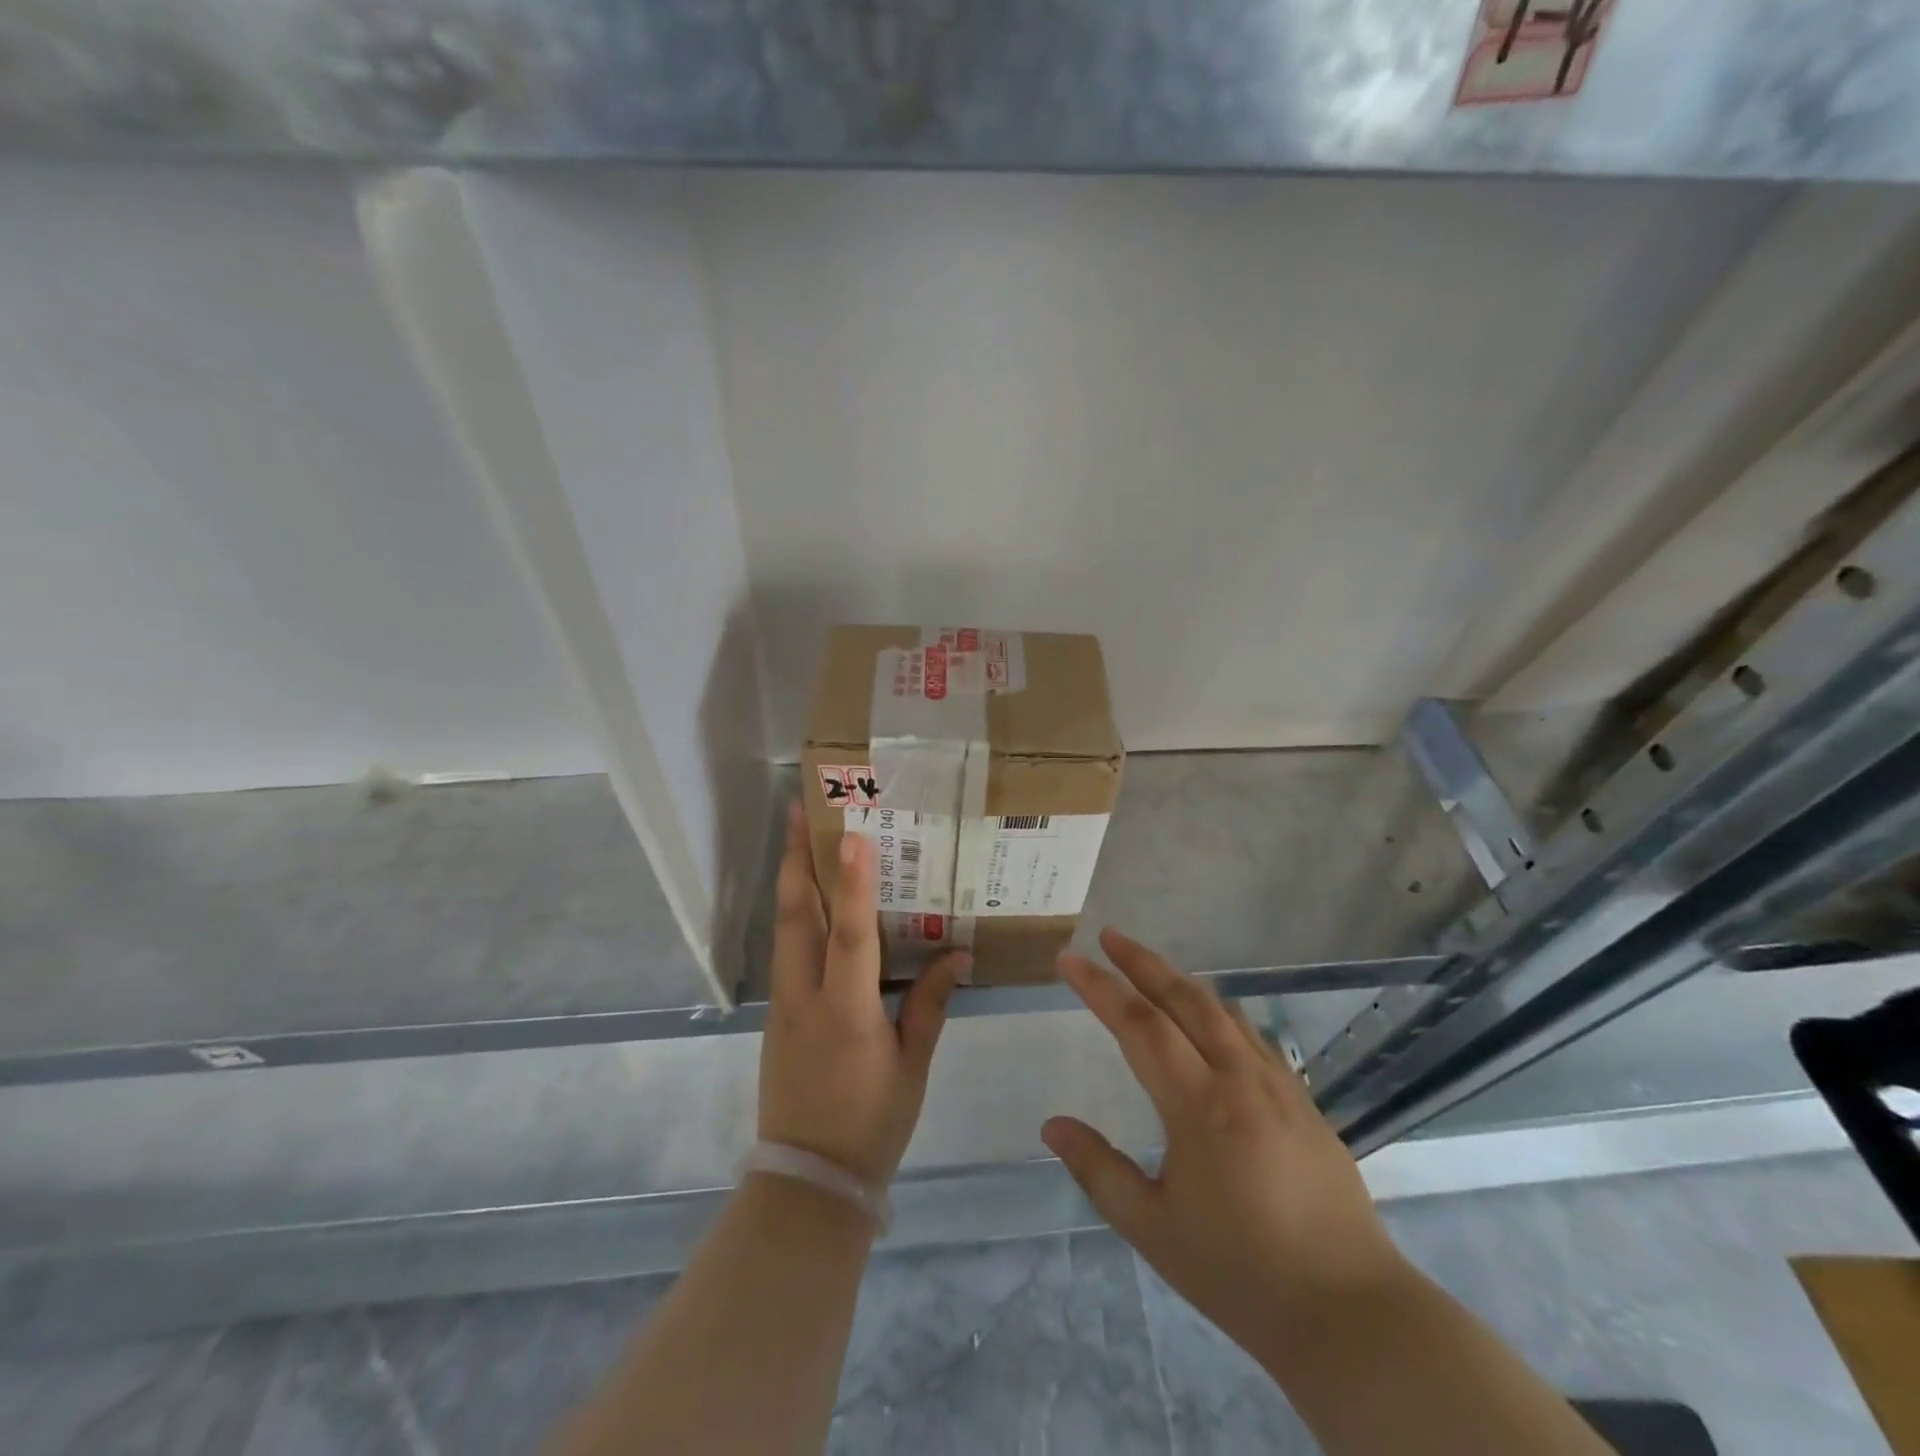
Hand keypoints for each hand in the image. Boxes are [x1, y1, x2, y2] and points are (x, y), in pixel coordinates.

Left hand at [758, 804, 969, 1186]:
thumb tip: (957, 953)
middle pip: (797, 915)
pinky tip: (809, 900)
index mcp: (846, 1010)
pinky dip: (795, 914)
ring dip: (792, 879)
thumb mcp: (912, 1065)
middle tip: (801, 810)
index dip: (853, 883)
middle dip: (798, 858)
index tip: (851, 835)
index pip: (850, 934)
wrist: (807, 1181)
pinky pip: (786, 950)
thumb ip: (931, 1003)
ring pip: (784, 928)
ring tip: (800, 837)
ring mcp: (783, 1004)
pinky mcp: (776, 1014)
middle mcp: (806, 996)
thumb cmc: (870, 1123)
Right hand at [1042, 930, 1409, 1365]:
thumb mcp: (1153, 1229)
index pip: (1139, 1024)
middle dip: (1142, 961)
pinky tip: (1211, 1018)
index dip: (1100, 987)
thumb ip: (1099, 1170)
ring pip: (1222, 1011)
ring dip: (1181, 980)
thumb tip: (1052, 1125)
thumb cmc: (1240, 1273)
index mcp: (1199, 1105)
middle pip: (1184, 999)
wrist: (1350, 1313)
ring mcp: (1278, 1085)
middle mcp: (1239, 1078)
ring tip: (1150, 967)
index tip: (1069, 958)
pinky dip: (1219, 1011)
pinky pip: (1252, 1036)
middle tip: (1109, 935)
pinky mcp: (1304, 1101)